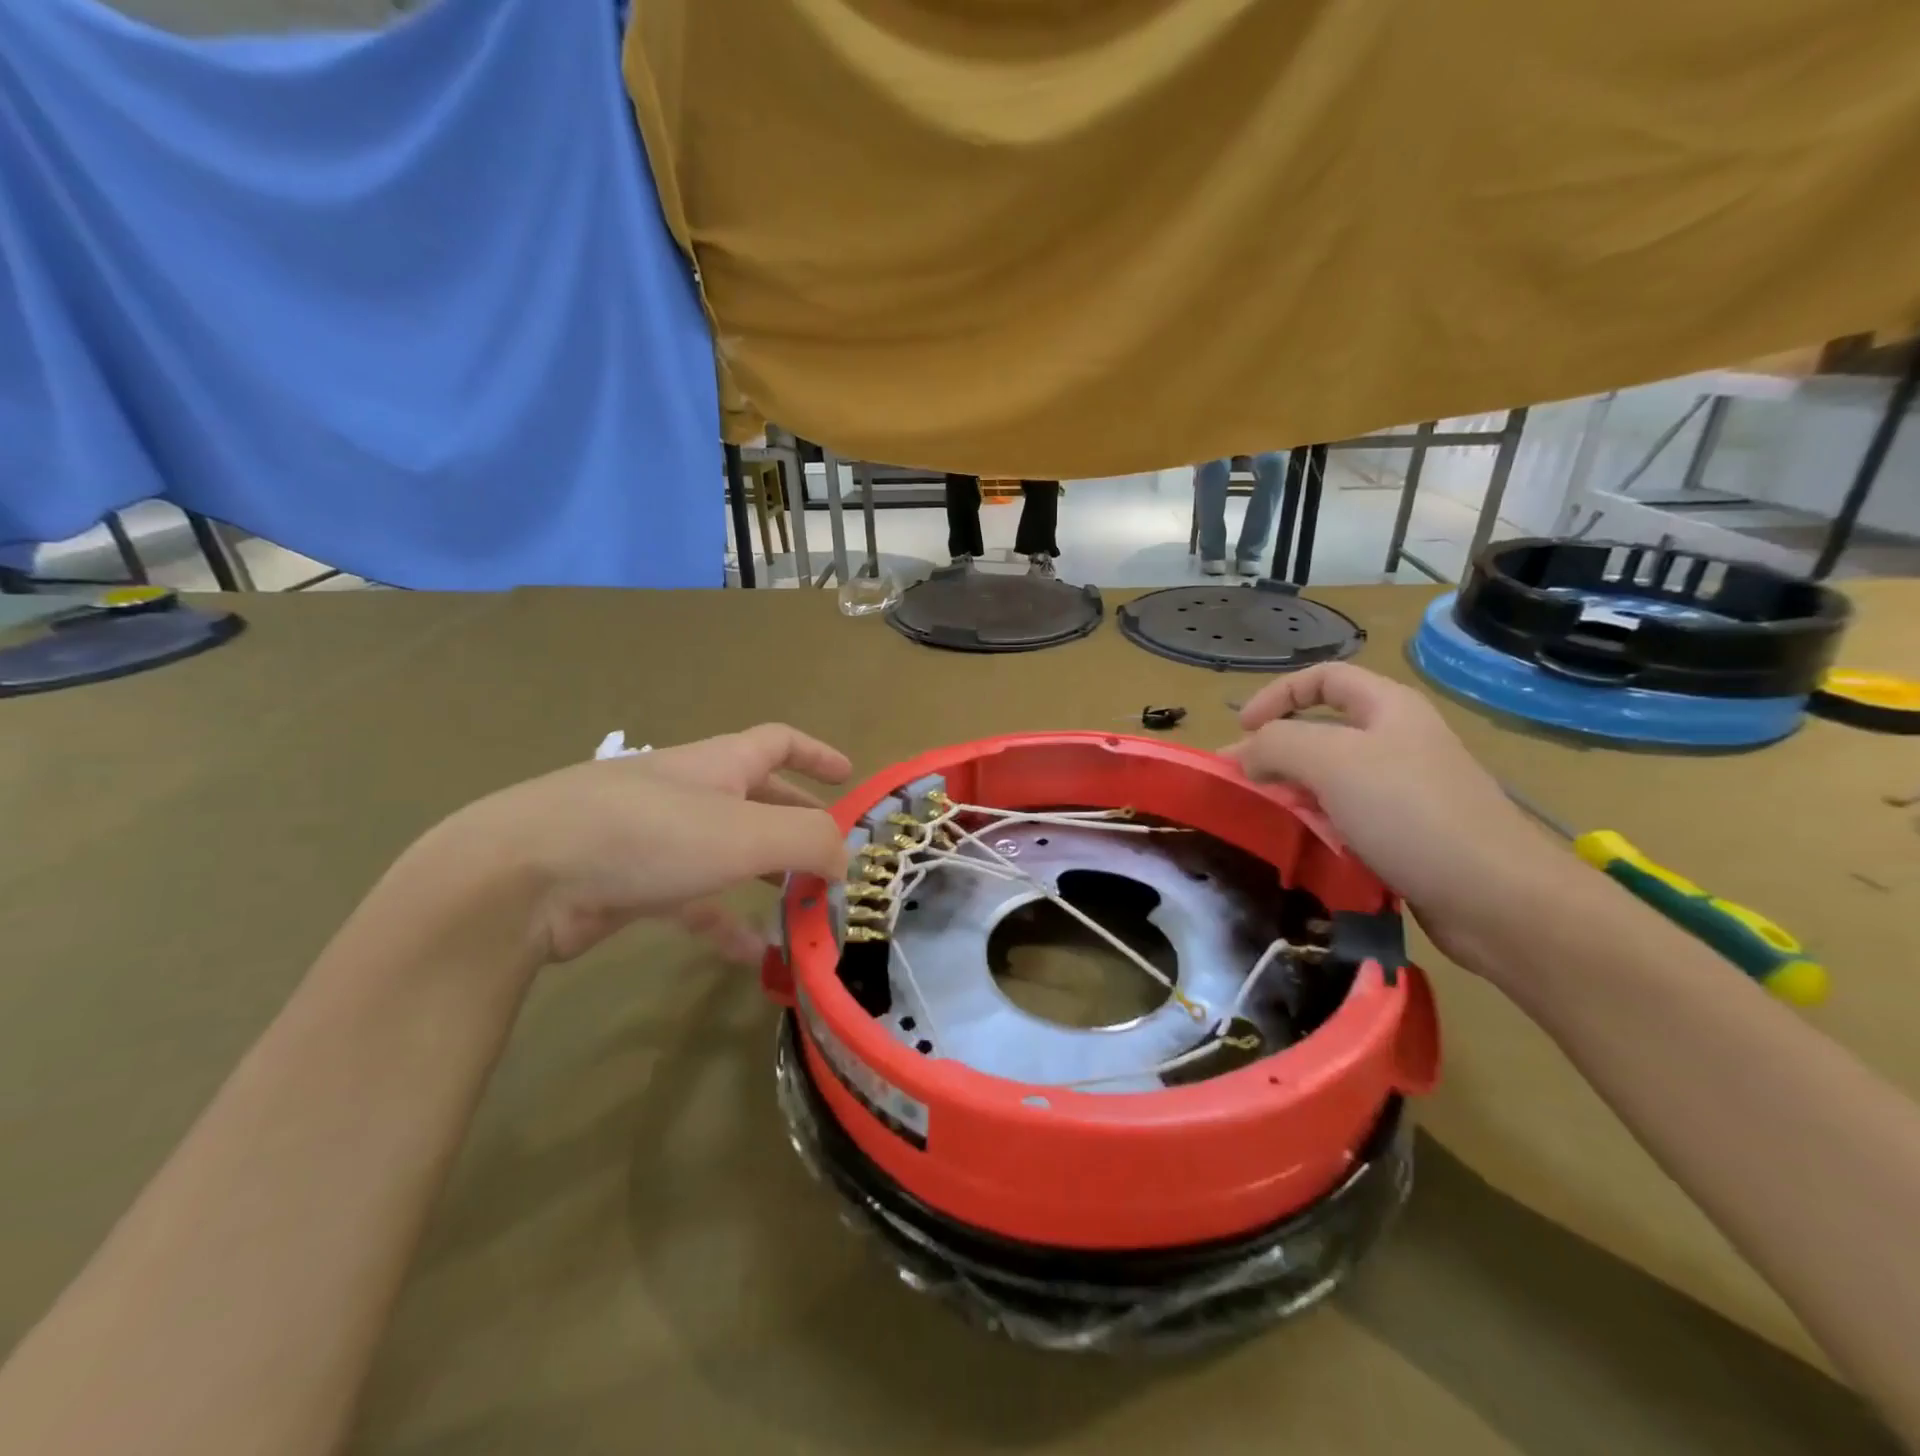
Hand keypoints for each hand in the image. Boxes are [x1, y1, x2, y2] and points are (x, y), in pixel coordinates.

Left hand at [432, 724, 850, 963]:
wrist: (521, 877)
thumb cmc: (647, 836)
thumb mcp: (746, 833)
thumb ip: (810, 841)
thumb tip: (845, 860)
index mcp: (718, 765)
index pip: (778, 743)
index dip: (817, 755)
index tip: (849, 777)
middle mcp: (689, 792)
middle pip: (757, 800)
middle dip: (798, 824)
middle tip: (832, 859)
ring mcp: (654, 838)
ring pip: (726, 853)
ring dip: (766, 878)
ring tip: (802, 910)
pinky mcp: (628, 884)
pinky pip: (692, 901)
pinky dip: (725, 923)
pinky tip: (750, 957)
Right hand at [1221, 663, 1570, 967]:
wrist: (1498, 898)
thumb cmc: (1411, 812)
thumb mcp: (1331, 761)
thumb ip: (1276, 745)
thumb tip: (1246, 756)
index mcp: (1389, 708)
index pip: (1324, 677)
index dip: (1277, 694)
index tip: (1242, 730)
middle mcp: (1399, 741)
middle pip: (1323, 730)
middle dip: (1277, 751)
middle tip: (1243, 783)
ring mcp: (1406, 791)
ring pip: (1332, 779)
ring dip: (1294, 793)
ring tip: (1266, 818)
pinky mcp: (1407, 835)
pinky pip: (1348, 818)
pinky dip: (1319, 826)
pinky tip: (1304, 847)